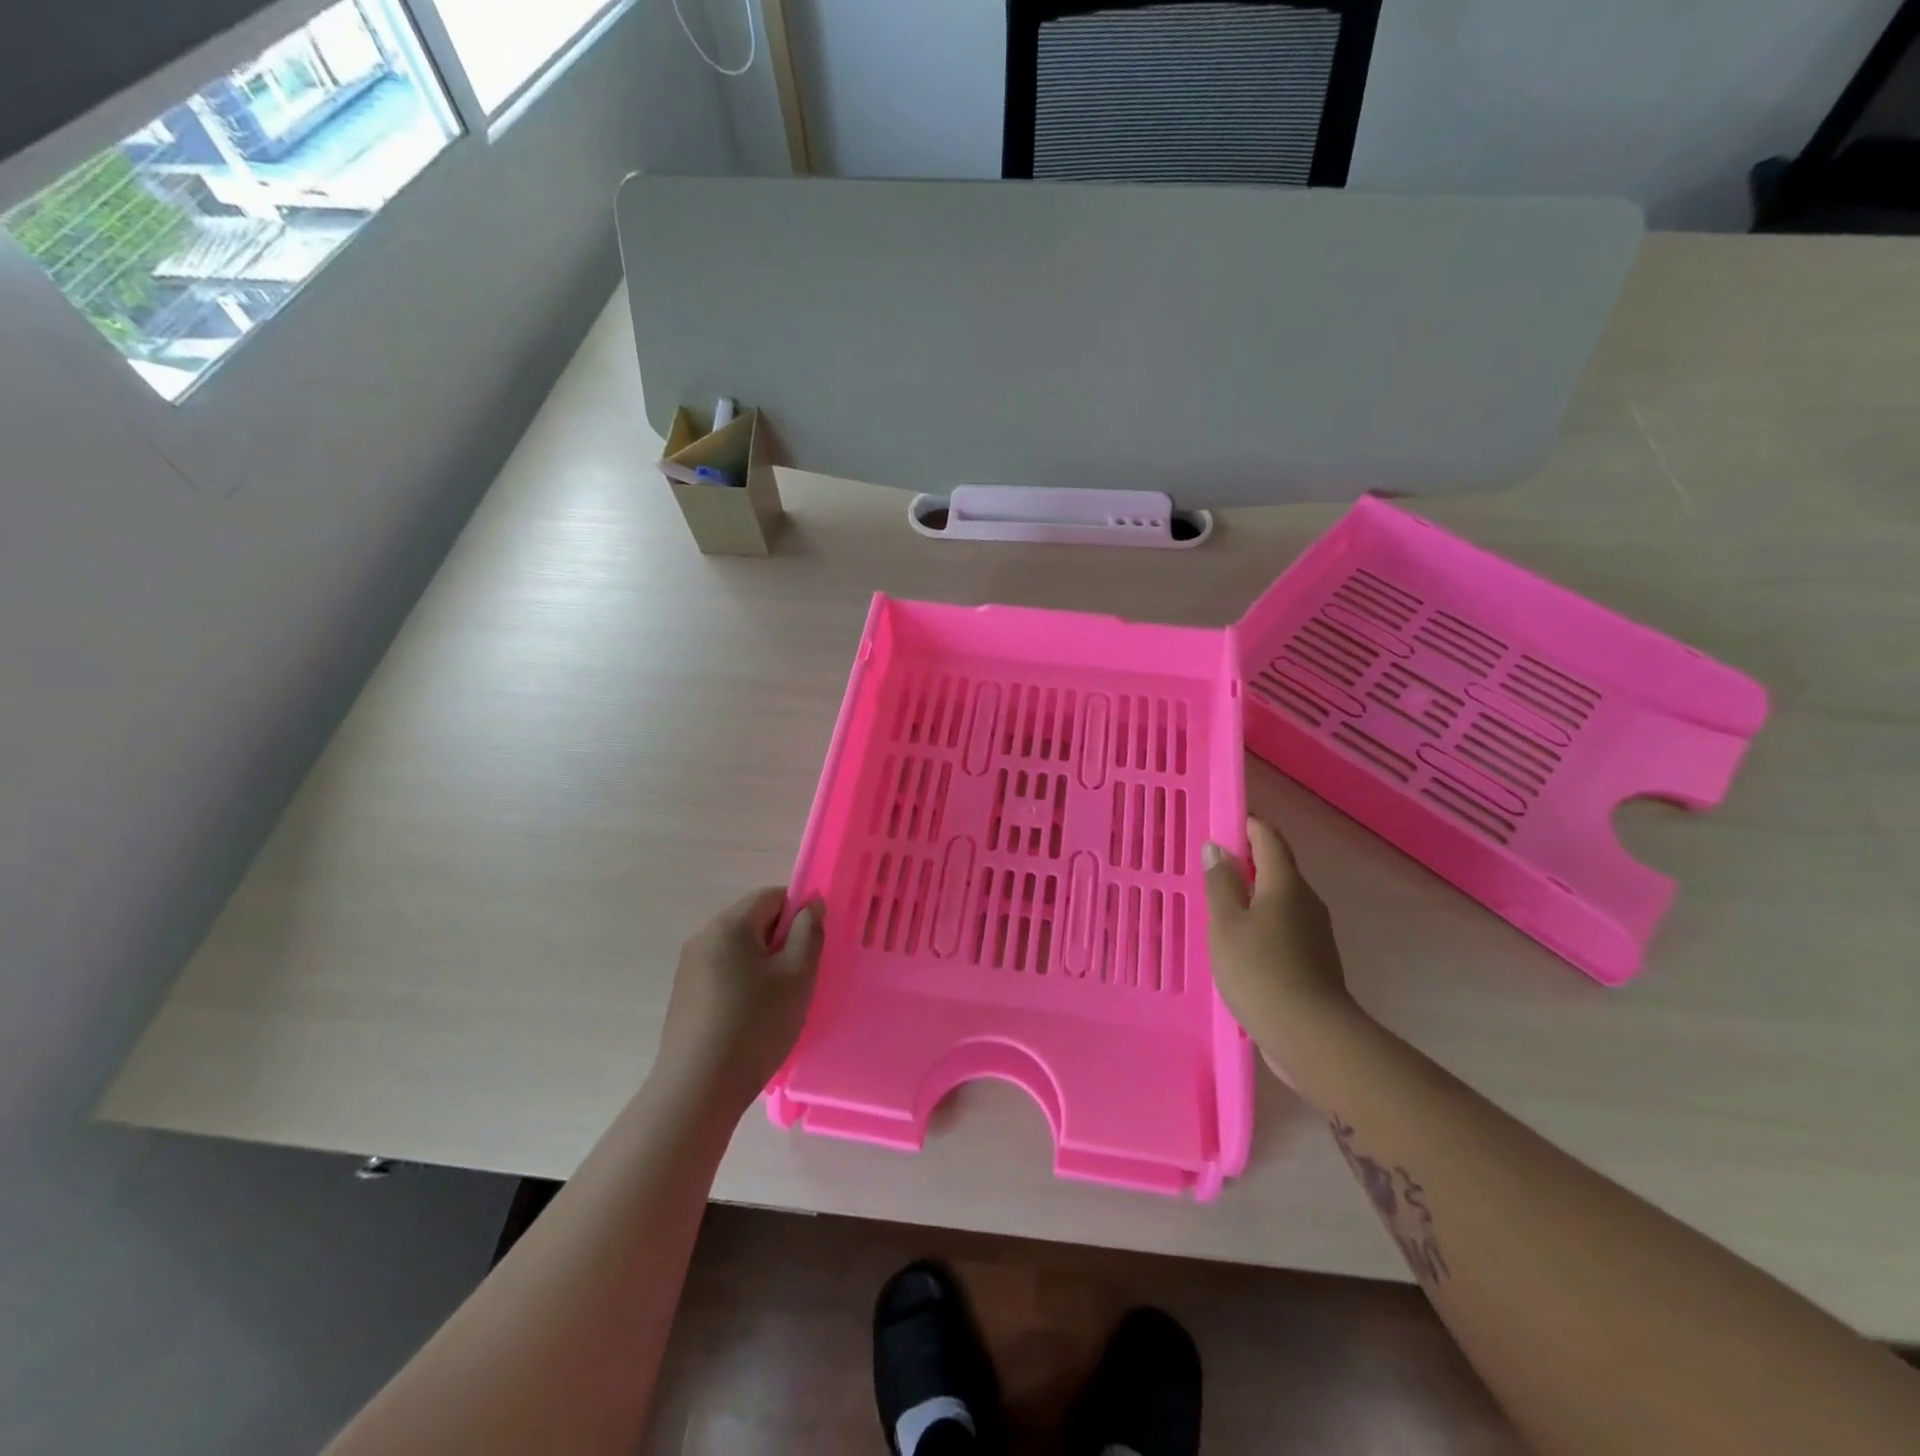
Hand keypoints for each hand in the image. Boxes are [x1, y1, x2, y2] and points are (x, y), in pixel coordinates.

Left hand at [655, 888, 823, 1116]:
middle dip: (781, 939)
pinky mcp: (684, 994)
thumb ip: (809, 932)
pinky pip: (723, 971)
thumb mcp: (797, 976)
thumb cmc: (755, 1025)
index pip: (772, 896)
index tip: (811, 949)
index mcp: (730, 924)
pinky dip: (743, 982)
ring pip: (739, 948)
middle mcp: (704, 936)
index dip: (799, 914)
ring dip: (763, 963)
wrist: (697, 1089)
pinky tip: (751, 1016)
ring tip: (777, 1000)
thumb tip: (811, 904)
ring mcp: (689, 966)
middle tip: (799, 976)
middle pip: (753, 919)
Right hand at [1204, 817, 1356, 1083]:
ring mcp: (1315, 933)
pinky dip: (1261, 924)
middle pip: (1277, 868)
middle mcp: (1306, 901)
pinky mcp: (1315, 961)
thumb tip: (1218, 849)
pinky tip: (1240, 944)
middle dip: (1247, 862)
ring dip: (1253, 896)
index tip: (1223, 824)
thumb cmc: (1260, 971)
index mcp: (1285, 884)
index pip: (1269, 839)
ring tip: (1220, 907)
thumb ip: (1220, 884)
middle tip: (1212, 868)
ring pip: (1280, 900)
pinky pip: (1284, 928)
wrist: (1312, 1037)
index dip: (1248, 825)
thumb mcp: (1226, 924)